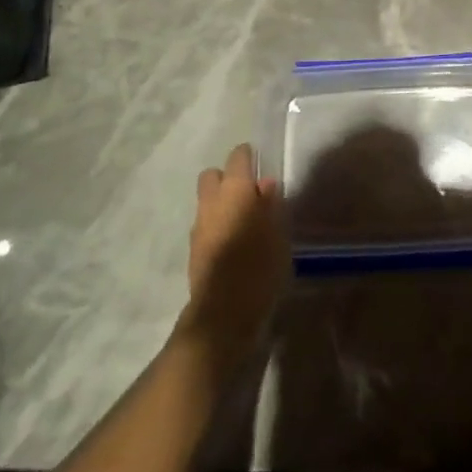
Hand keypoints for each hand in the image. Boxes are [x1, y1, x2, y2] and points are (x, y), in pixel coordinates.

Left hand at [180, 144, 289, 357]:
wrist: (223, 314)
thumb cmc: (260, 267)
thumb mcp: (278, 233)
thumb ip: (271, 204)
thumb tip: (264, 184)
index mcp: (235, 190)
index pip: (238, 157)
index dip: (248, 156)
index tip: (260, 163)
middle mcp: (212, 202)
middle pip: (213, 175)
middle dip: (227, 177)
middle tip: (248, 192)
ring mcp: (198, 226)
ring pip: (206, 201)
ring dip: (220, 203)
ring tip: (243, 219)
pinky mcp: (193, 250)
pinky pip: (205, 224)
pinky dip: (216, 225)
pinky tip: (233, 241)